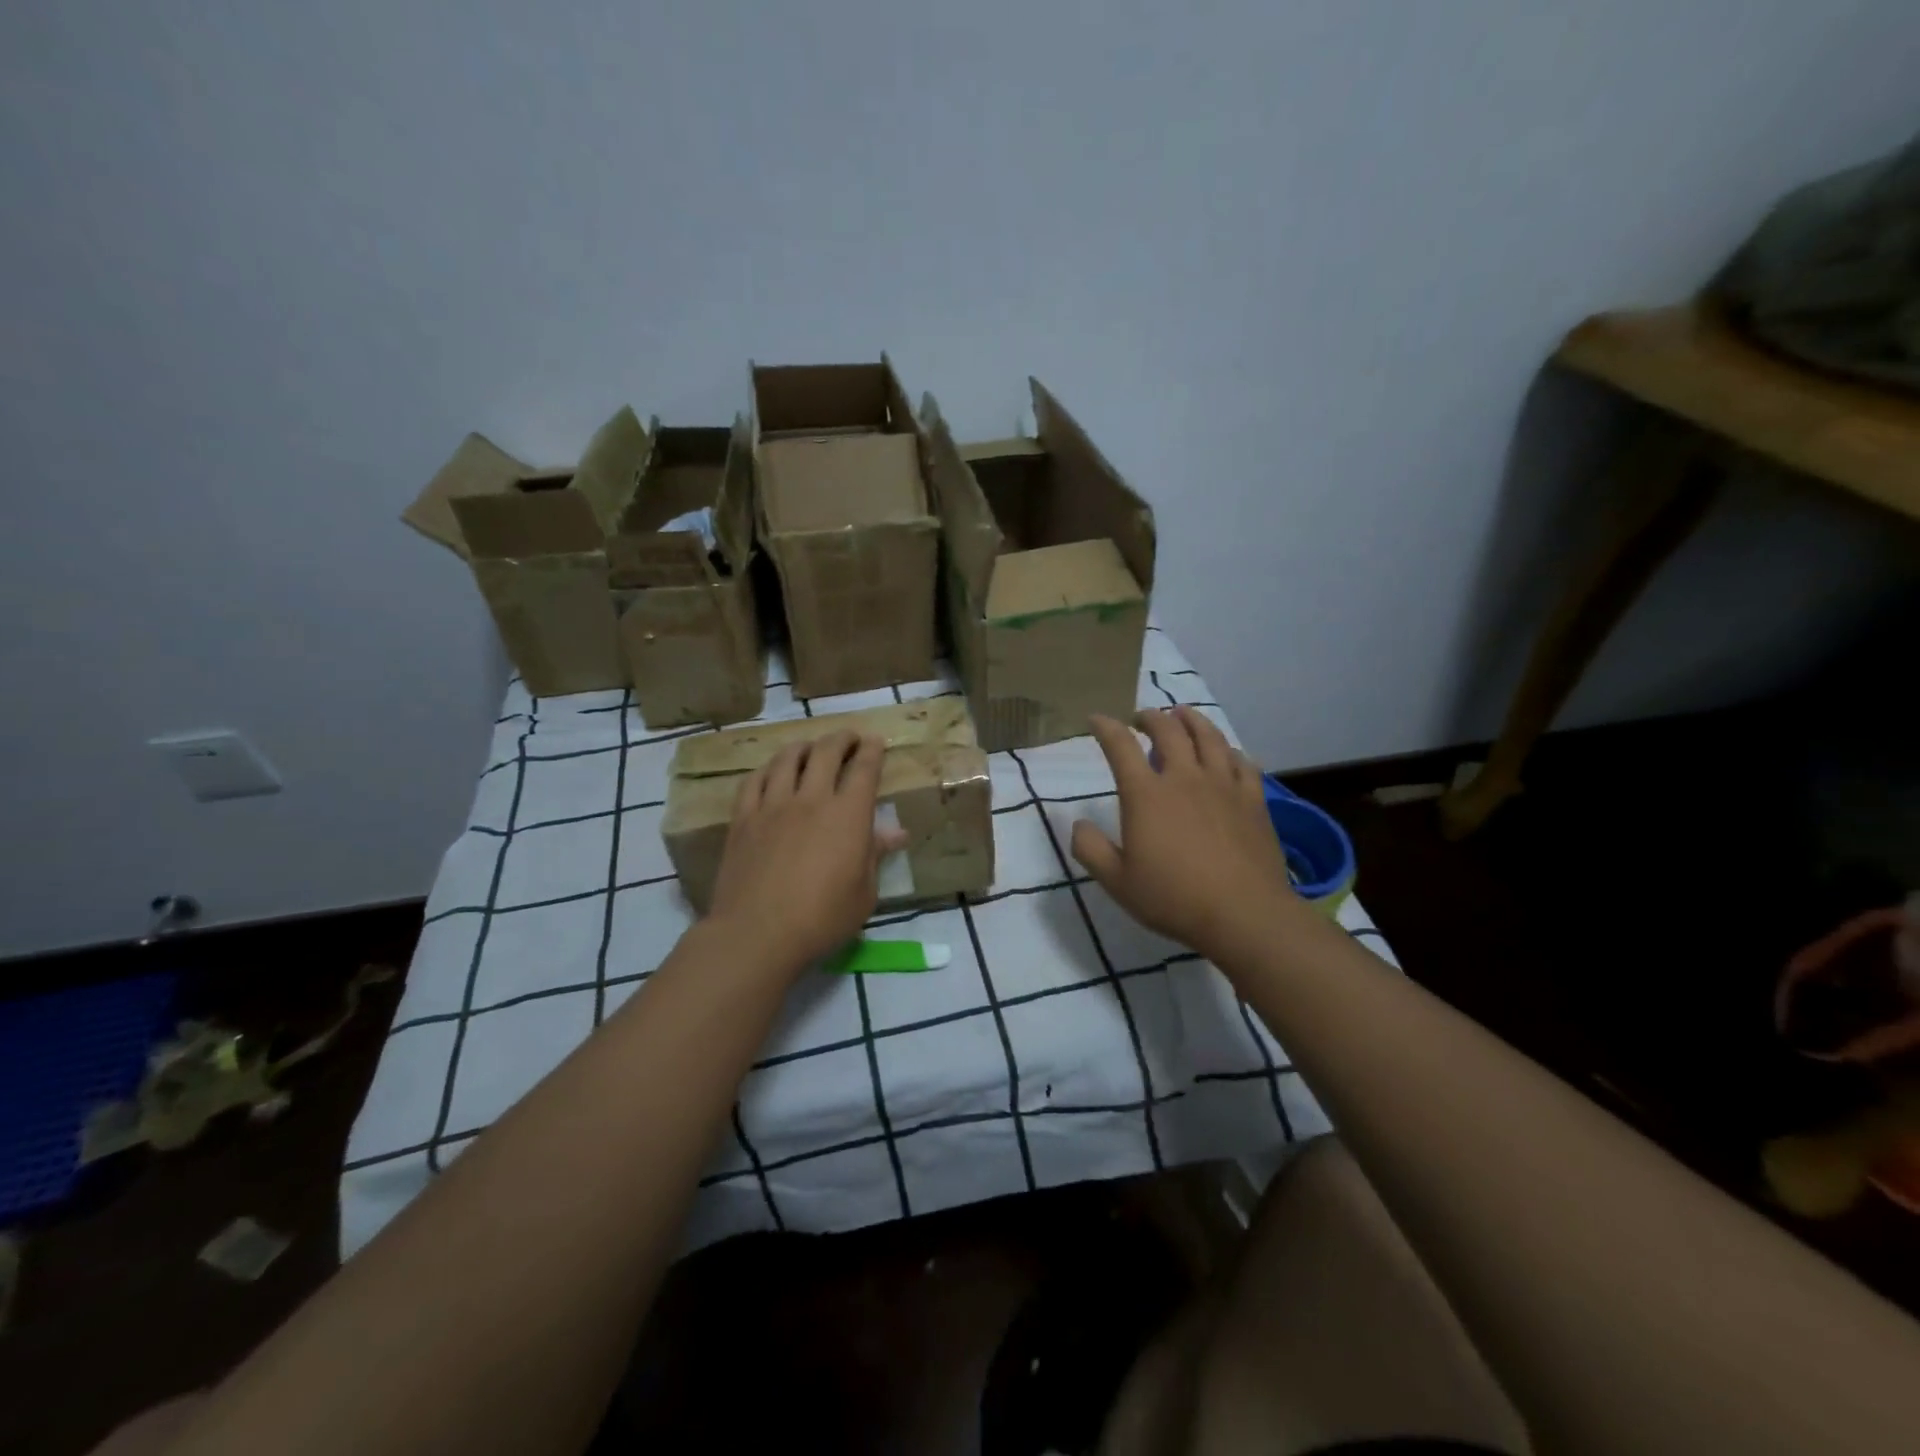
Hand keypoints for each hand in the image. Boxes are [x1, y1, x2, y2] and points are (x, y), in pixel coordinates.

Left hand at [708, 730, 907, 973]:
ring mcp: (773, 805)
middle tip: (847, 738)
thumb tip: (896, 833)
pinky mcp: (743, 819)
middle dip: (841, 739)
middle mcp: (811, 799)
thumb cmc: (822, 918)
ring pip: (787, 759)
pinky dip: (767, 769)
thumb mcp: (864, 893)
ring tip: (809, 748)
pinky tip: (771, 772)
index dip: (871, 750)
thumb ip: (875, 855)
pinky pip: (754, 781)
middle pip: (826, 752)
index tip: (875, 741)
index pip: (864, 769)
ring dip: (803, 747)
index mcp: (848, 815)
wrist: (758, 933)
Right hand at [1071, 707, 1299, 964]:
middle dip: (1151, 717)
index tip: (1096, 719)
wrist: (1243, 914)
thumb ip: (1090, 849)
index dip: (1106, 727)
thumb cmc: (1173, 898)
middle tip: (1142, 717)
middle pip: (1168, 730)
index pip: (1120, 746)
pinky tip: (1227, 753)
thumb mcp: (1117, 882)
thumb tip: (1077, 824)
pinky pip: (1242, 763)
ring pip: (1209, 736)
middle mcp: (1184, 778)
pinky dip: (1230, 750)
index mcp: (1146, 794)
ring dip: (1192, 720)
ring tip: (1182, 714)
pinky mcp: (1252, 799)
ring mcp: (1223, 785)